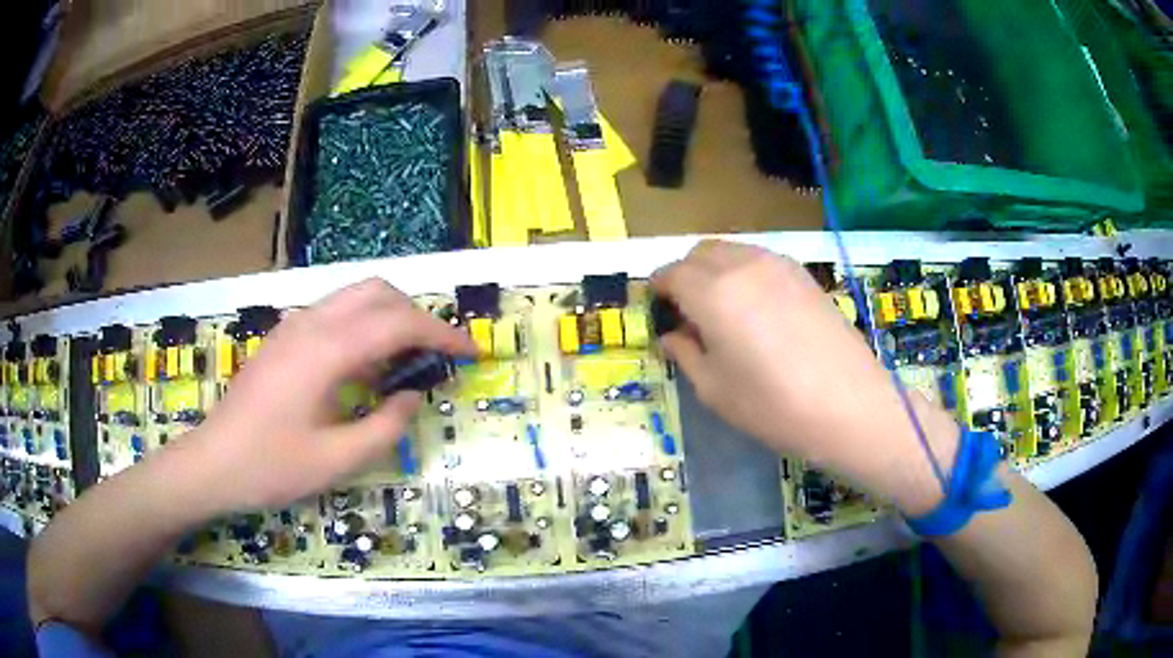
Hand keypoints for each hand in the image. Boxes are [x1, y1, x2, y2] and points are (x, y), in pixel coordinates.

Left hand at [175, 279, 474, 514]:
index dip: (442, 334)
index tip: (472, 352)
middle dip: (418, 317)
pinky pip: (335, 314)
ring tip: (405, 363)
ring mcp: (294, 327)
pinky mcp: (284, 338)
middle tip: (438, 356)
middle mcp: (311, 324)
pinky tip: (365, 367)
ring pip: (356, 297)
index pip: (398, 323)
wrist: (213, 463)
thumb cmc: (271, 467)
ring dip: (390, 318)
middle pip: (379, 293)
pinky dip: (364, 327)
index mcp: (326, 350)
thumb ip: (385, 426)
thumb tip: (411, 394)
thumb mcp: (336, 460)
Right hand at [652, 240, 957, 514]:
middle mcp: (742, 265)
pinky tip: (754, 306)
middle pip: (699, 253)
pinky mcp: (802, 274)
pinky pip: (759, 258)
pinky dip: (743, 271)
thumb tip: (672, 335)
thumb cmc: (773, 406)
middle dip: (684, 274)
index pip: (671, 273)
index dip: (657, 288)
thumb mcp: (715, 389)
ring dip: (714, 269)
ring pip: (731, 250)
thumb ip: (686, 354)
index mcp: (712, 293)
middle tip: (685, 310)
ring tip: (720, 308)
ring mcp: (777, 264)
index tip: (656, 308)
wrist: (849, 404)